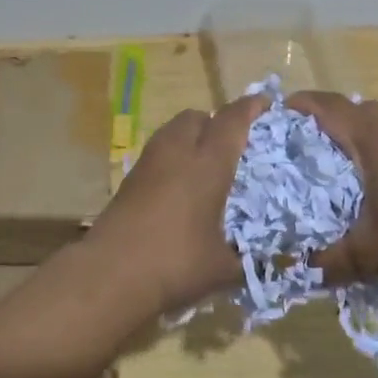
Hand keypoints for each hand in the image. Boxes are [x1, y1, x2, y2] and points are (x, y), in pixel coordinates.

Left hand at [83, 93, 267, 316]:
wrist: (110, 274)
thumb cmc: (176, 263)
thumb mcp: (222, 268)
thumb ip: (248, 260)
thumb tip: (267, 264)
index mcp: (207, 164)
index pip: (232, 121)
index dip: (250, 108)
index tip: (264, 103)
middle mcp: (177, 153)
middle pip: (196, 117)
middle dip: (215, 121)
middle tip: (232, 143)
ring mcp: (148, 164)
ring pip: (172, 131)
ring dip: (190, 137)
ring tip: (204, 165)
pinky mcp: (128, 180)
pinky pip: (157, 154)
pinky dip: (172, 159)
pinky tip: (179, 188)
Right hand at [287, 92, 377, 292]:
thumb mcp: (367, 254)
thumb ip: (327, 260)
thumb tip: (295, 269)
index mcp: (373, 137)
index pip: (327, 106)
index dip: (299, 105)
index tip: (276, 115)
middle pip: (352, 107)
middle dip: (324, 117)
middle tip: (301, 142)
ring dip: (355, 129)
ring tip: (337, 158)